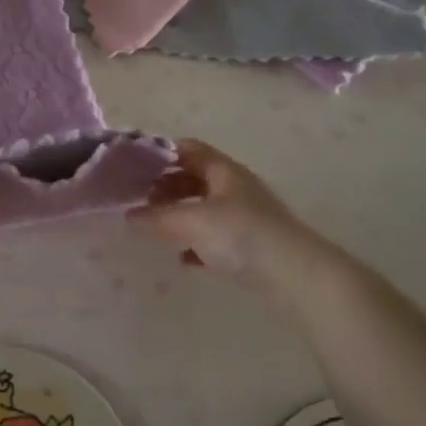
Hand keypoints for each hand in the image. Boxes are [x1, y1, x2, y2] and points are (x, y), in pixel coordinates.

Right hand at [128, 139, 304, 278]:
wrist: (297, 276)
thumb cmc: (242, 235)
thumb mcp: (192, 222)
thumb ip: (157, 218)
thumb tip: (129, 216)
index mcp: (223, 170)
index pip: (188, 149)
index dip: (161, 153)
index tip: (134, 167)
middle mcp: (235, 187)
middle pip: (194, 177)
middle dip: (166, 186)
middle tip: (140, 201)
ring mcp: (245, 217)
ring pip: (204, 207)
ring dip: (180, 215)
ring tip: (156, 229)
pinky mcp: (251, 246)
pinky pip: (216, 237)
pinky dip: (196, 243)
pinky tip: (183, 259)